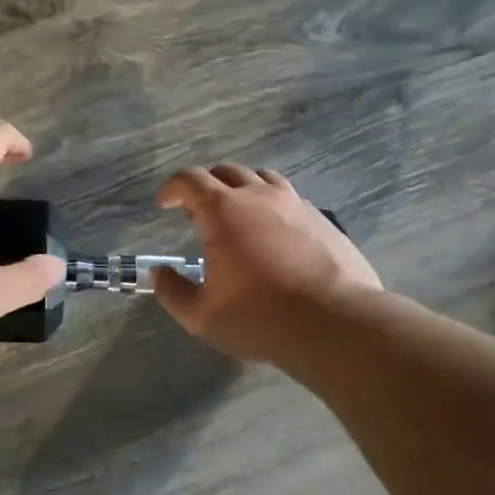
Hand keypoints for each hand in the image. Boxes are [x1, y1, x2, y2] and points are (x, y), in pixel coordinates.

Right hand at [151, 163, 381, 363]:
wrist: (335, 323)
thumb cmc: (259, 317)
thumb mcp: (201, 315)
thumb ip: (173, 291)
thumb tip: (159, 273)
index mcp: (223, 210)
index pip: (189, 179)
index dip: (172, 188)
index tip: (164, 203)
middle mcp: (258, 195)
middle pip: (226, 171)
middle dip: (205, 186)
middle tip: (197, 213)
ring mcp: (295, 204)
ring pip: (262, 178)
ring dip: (242, 189)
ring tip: (238, 215)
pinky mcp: (323, 220)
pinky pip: (291, 199)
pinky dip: (273, 206)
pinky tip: (276, 234)